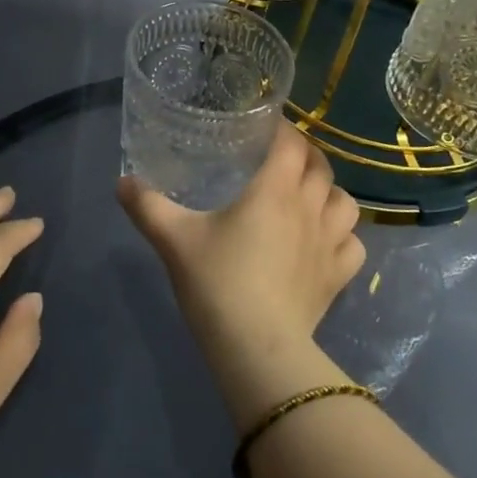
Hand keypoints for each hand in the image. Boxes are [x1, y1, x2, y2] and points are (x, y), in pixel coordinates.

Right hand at [118, 123, 364, 425]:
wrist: (257, 349)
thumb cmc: (218, 283)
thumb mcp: (174, 240)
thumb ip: (147, 206)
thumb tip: (122, 182)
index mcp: (274, 189)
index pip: (291, 143)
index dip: (283, 129)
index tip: (268, 128)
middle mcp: (309, 207)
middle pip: (321, 166)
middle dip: (305, 155)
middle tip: (283, 158)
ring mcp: (329, 243)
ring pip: (345, 202)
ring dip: (330, 193)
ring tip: (310, 197)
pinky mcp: (338, 276)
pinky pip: (353, 245)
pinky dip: (344, 236)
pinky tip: (327, 242)